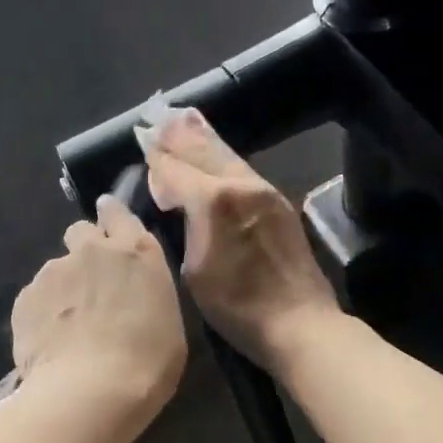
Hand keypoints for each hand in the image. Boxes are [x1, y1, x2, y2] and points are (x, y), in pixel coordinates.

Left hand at [11, 195, 186, 421]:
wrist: (90, 391)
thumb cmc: (147, 363)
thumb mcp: (168, 323)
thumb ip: (144, 294)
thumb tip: (129, 295)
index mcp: (136, 253)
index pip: (118, 213)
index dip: (111, 217)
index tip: (108, 229)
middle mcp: (92, 251)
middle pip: (80, 232)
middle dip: (84, 251)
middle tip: (91, 285)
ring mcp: (54, 271)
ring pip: (56, 270)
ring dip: (63, 289)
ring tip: (68, 329)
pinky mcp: (25, 297)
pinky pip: (34, 299)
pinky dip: (41, 315)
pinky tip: (50, 343)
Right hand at [143, 109, 342, 370]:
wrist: (300, 323)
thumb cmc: (236, 307)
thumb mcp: (193, 270)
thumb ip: (183, 225)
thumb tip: (175, 198)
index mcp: (213, 201)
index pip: (175, 170)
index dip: (157, 157)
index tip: (143, 139)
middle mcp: (240, 185)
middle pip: (203, 152)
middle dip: (179, 136)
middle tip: (159, 118)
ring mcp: (265, 191)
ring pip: (227, 156)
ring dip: (203, 139)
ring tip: (185, 121)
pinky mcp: (279, 203)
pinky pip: (243, 170)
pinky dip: (223, 158)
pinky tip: (217, 156)